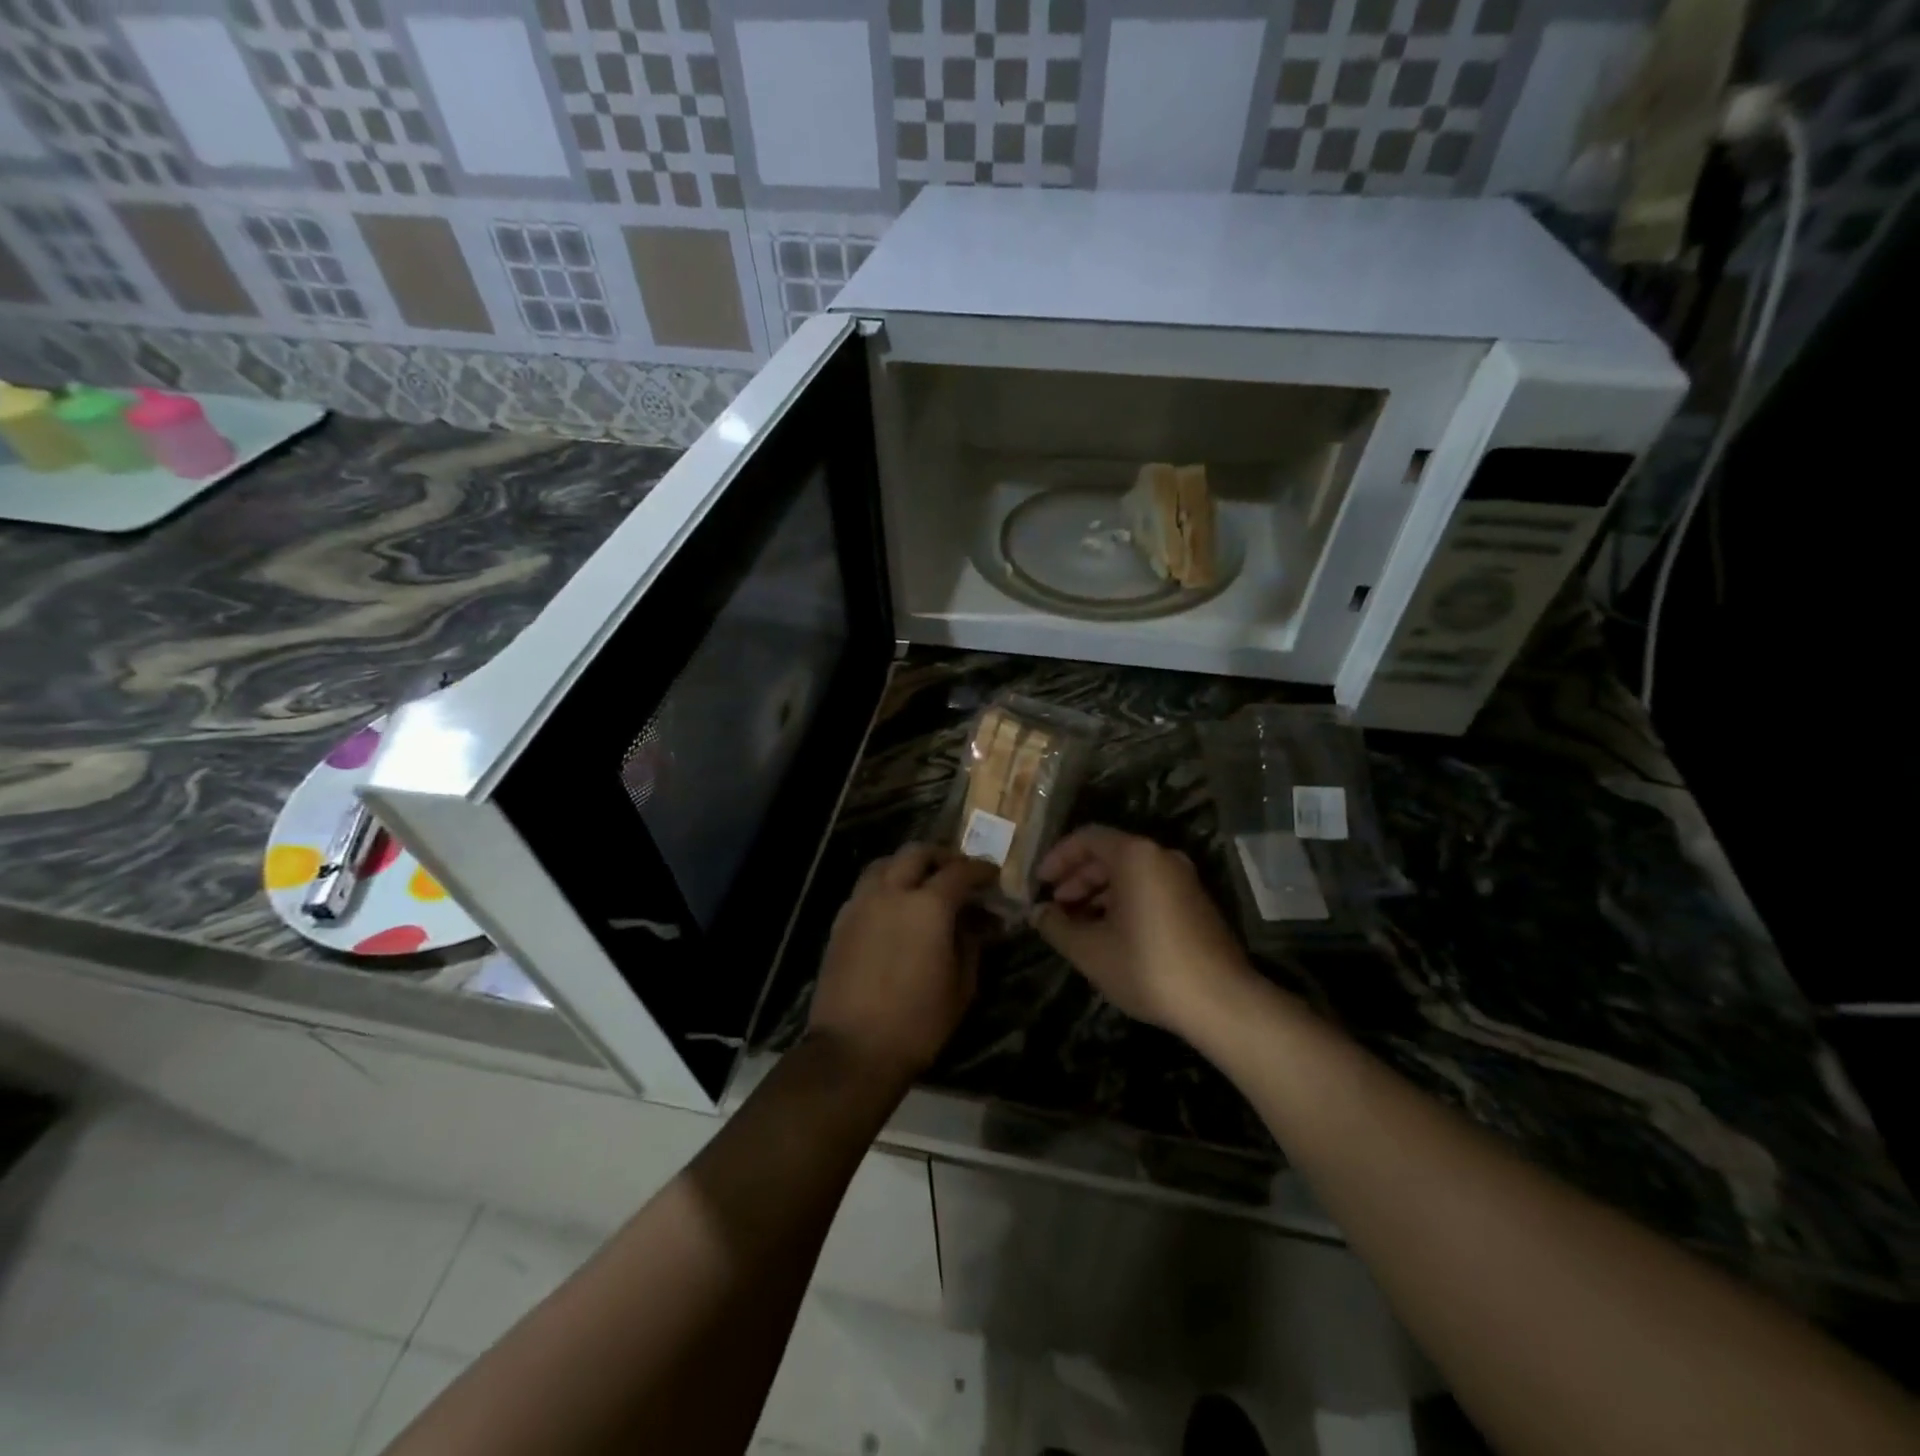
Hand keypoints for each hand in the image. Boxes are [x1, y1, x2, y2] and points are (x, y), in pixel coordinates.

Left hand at [809, 844, 994, 1083]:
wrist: (853, 1050)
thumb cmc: (918, 1022)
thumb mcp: (961, 985)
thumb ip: (971, 942)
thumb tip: (977, 922)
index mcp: (928, 906)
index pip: (959, 872)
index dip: (980, 870)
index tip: (992, 875)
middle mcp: (891, 893)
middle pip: (916, 853)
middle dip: (941, 857)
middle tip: (957, 872)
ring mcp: (861, 904)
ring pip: (884, 864)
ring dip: (907, 865)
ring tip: (922, 883)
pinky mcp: (841, 922)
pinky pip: (865, 888)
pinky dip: (884, 885)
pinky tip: (894, 908)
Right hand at [1032, 826, 1252, 1035]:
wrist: (1221, 1001)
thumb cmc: (1147, 966)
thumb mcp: (1089, 949)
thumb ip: (1056, 926)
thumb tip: (1038, 913)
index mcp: (1135, 856)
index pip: (1087, 837)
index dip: (1058, 858)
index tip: (1040, 883)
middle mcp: (1161, 857)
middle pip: (1109, 854)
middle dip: (1077, 878)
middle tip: (1055, 906)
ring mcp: (1183, 879)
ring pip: (1130, 874)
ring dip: (1098, 893)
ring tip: (1077, 925)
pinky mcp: (1195, 903)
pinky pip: (1149, 889)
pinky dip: (1123, 902)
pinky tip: (1110, 934)